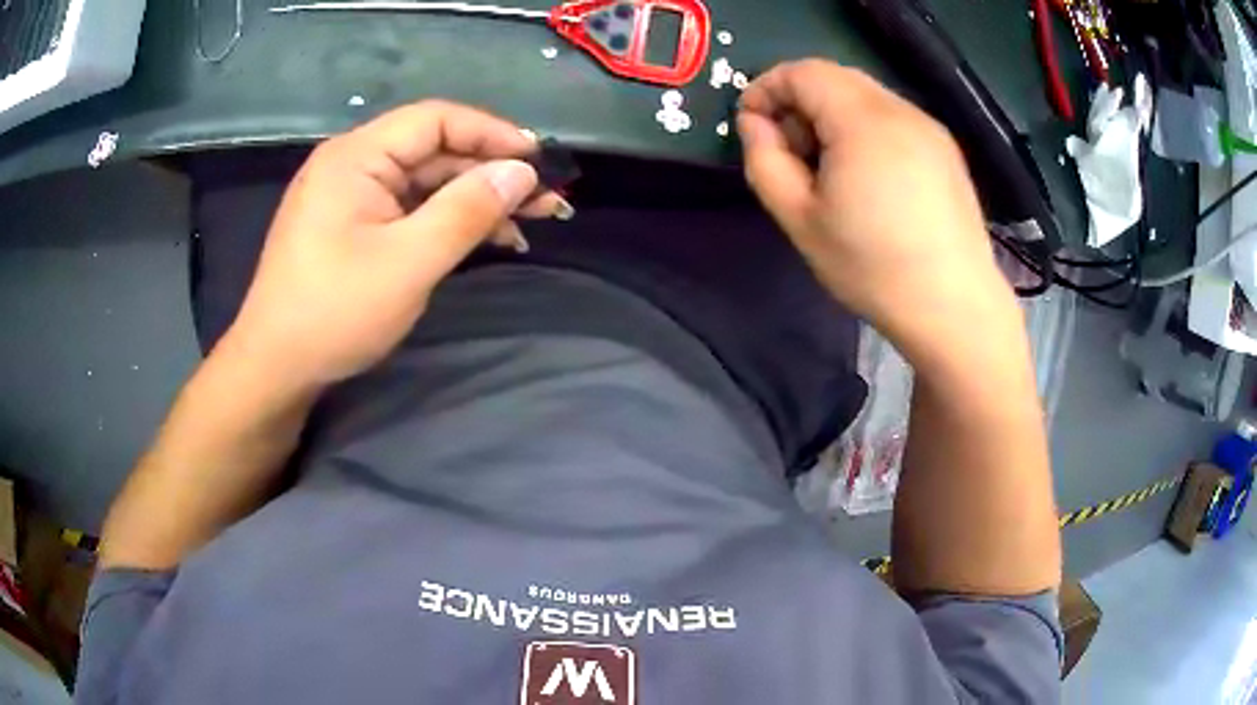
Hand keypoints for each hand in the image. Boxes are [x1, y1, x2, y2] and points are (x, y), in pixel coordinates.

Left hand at [217, 101, 565, 390]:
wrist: (275, 368)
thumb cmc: (334, 313)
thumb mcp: (408, 262)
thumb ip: (467, 211)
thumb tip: (521, 171)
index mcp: (356, 156)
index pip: (435, 120)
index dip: (491, 133)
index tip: (538, 160)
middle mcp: (352, 164)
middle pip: (433, 150)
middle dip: (490, 172)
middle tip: (545, 200)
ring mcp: (350, 195)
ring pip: (425, 182)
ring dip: (474, 200)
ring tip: (527, 224)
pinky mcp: (352, 224)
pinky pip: (408, 208)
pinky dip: (446, 221)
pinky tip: (484, 240)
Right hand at [738, 60, 1016, 352]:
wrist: (953, 307)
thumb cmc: (873, 268)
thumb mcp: (800, 219)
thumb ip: (765, 160)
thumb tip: (754, 123)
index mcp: (862, 121)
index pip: (803, 72)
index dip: (767, 88)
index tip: (751, 124)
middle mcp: (900, 110)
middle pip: (834, 77)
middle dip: (799, 101)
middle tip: (790, 151)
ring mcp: (928, 127)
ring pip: (864, 96)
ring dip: (831, 115)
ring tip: (828, 167)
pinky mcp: (945, 149)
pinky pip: (892, 117)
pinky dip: (864, 128)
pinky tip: (867, 176)